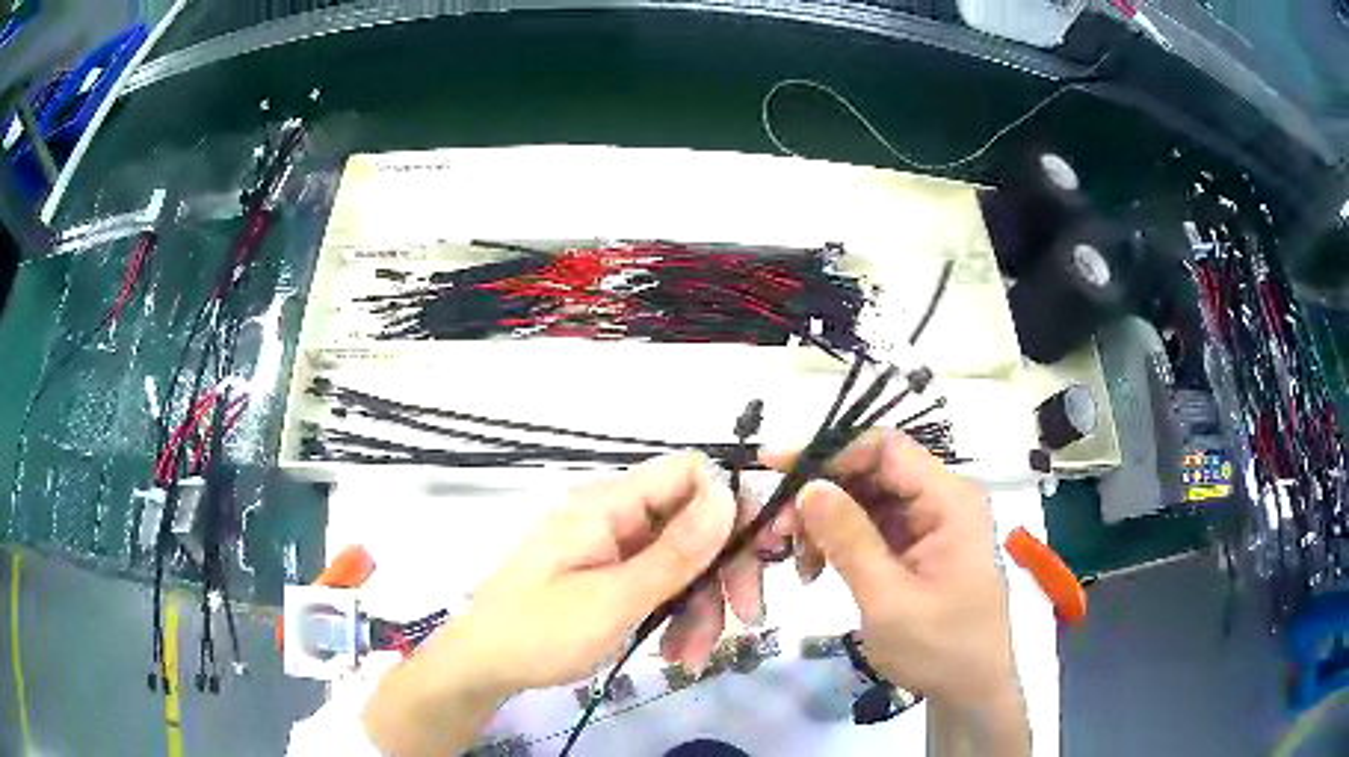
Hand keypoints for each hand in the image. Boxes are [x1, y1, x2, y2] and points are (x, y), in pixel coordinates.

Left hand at [436, 451, 765, 694]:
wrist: (483, 666)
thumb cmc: (539, 631)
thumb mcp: (615, 598)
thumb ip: (676, 550)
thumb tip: (730, 491)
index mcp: (609, 505)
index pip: (690, 473)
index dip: (733, 503)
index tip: (762, 552)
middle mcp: (615, 517)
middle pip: (696, 523)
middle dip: (724, 572)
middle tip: (747, 618)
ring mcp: (613, 548)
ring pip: (684, 562)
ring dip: (701, 608)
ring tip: (690, 656)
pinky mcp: (611, 575)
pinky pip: (660, 585)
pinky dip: (676, 617)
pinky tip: (673, 653)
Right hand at [763, 430, 1018, 713]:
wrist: (970, 689)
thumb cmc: (938, 648)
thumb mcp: (888, 599)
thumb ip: (849, 540)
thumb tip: (808, 486)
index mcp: (950, 501)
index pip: (886, 449)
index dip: (831, 451)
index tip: (778, 469)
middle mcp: (943, 500)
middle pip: (873, 472)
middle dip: (822, 495)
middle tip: (777, 531)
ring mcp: (932, 523)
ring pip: (867, 499)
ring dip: (825, 522)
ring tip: (795, 560)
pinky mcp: (919, 546)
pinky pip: (872, 526)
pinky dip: (839, 542)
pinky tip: (816, 569)